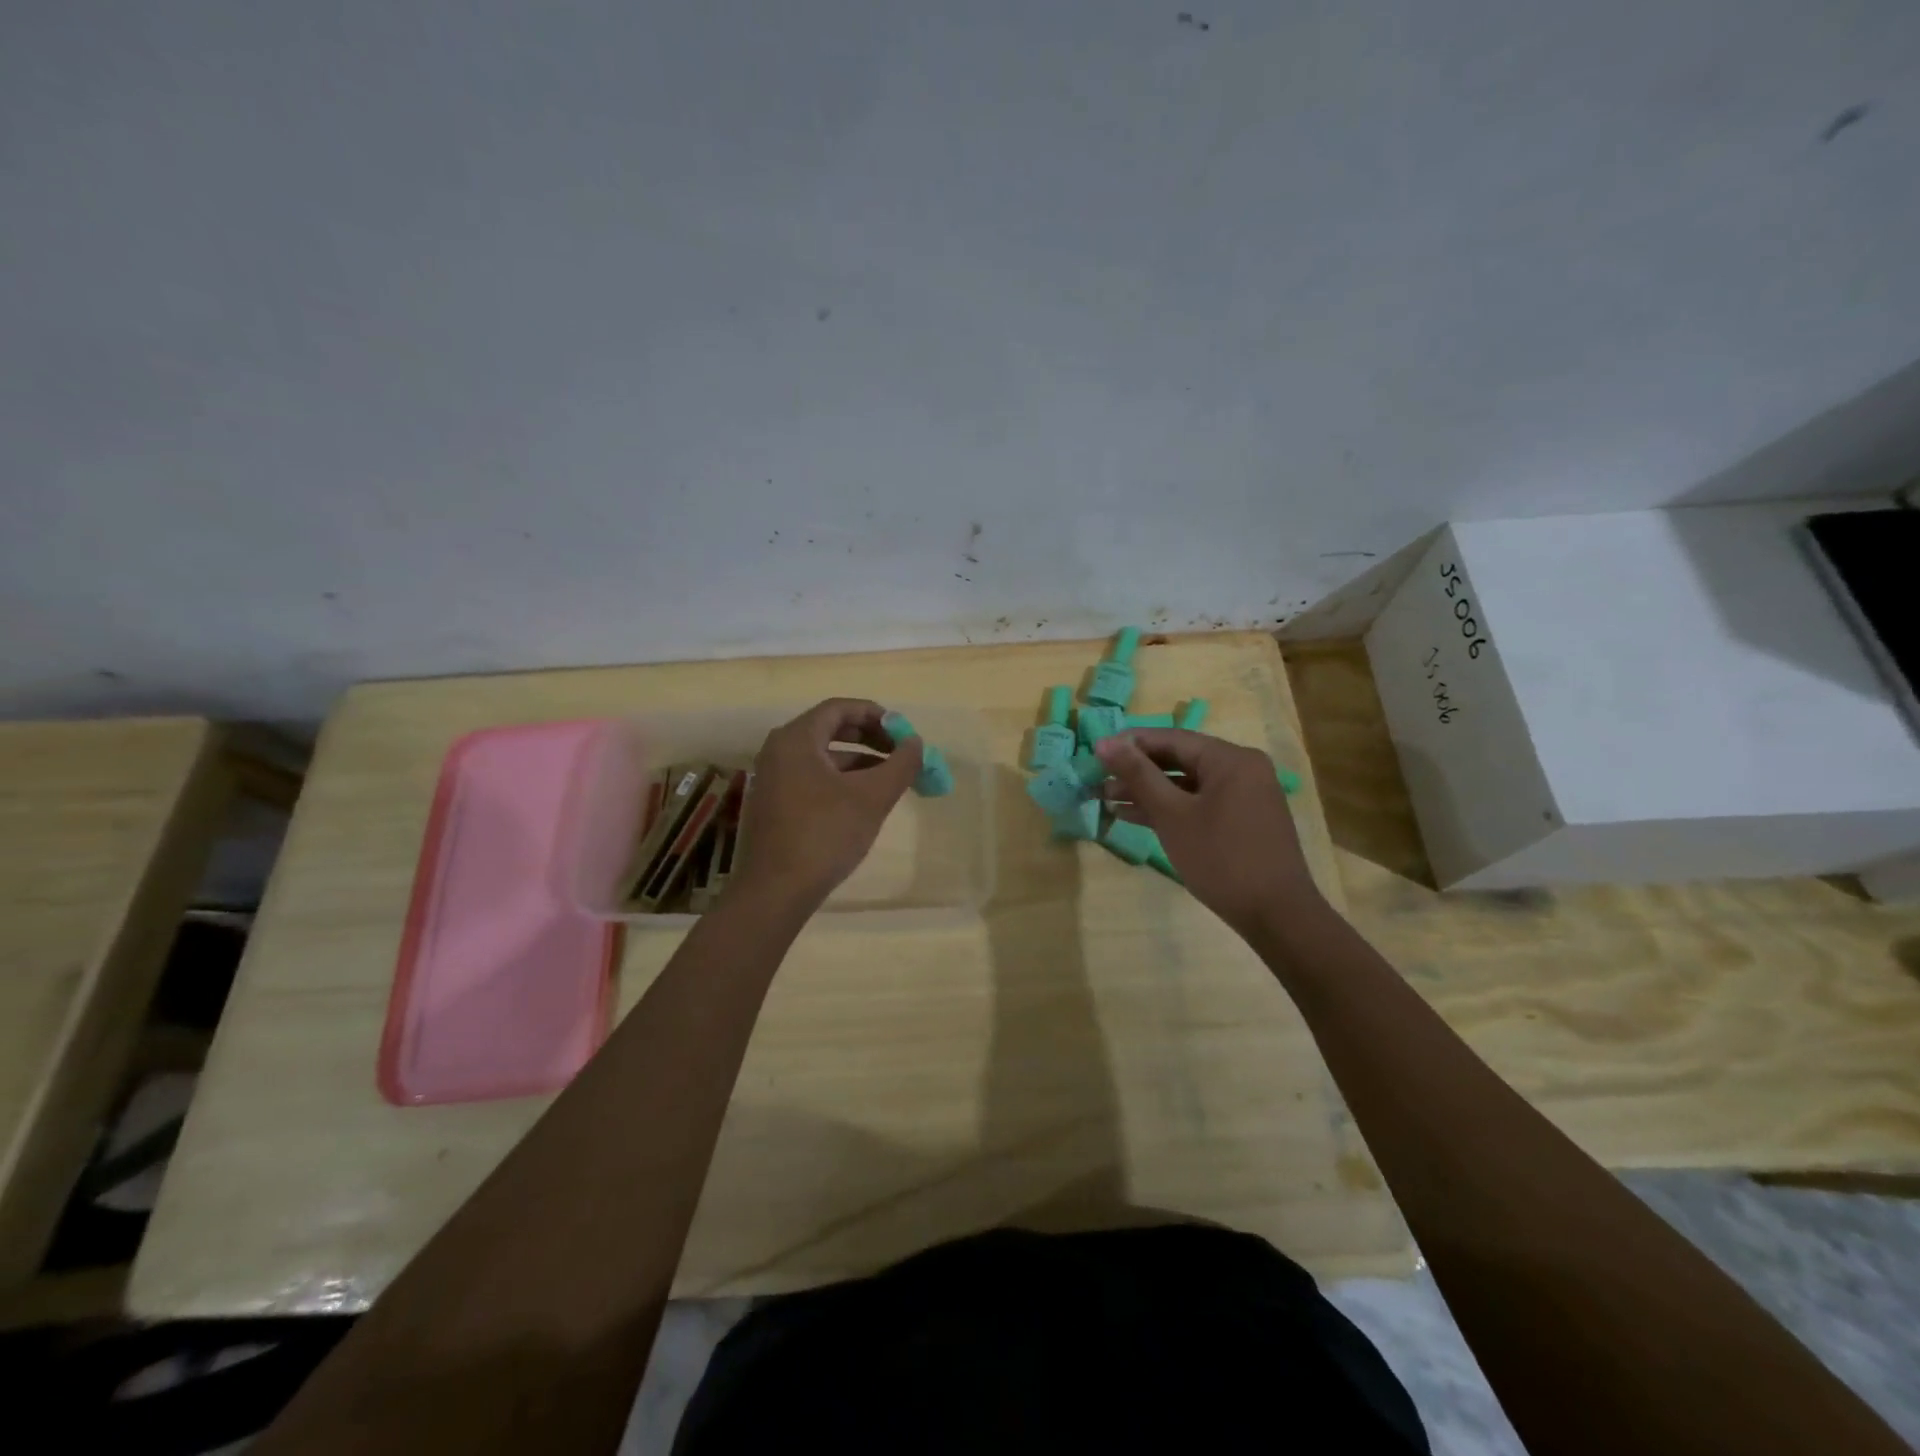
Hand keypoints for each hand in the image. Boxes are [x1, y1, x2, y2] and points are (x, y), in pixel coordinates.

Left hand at [730, 698, 923, 909]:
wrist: (776, 891)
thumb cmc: (825, 834)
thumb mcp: (872, 797)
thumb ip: (900, 764)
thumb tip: (916, 742)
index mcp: (796, 739)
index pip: (839, 708)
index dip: (876, 715)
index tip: (903, 731)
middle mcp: (779, 750)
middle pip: (830, 729)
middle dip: (869, 738)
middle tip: (900, 752)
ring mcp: (773, 778)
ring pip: (823, 757)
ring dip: (859, 761)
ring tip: (890, 779)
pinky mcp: (775, 804)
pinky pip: (813, 777)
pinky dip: (841, 780)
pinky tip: (863, 801)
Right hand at [1095, 728, 1322, 935]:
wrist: (1276, 916)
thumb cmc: (1221, 859)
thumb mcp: (1172, 815)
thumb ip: (1138, 775)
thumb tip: (1105, 743)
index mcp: (1230, 758)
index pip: (1171, 738)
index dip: (1130, 744)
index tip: (1095, 753)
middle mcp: (1241, 769)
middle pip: (1179, 759)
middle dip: (1137, 771)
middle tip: (1098, 779)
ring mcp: (1243, 795)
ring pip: (1187, 784)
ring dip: (1148, 791)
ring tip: (1107, 799)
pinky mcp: (1241, 820)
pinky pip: (1199, 803)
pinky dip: (1170, 808)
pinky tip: (1134, 816)